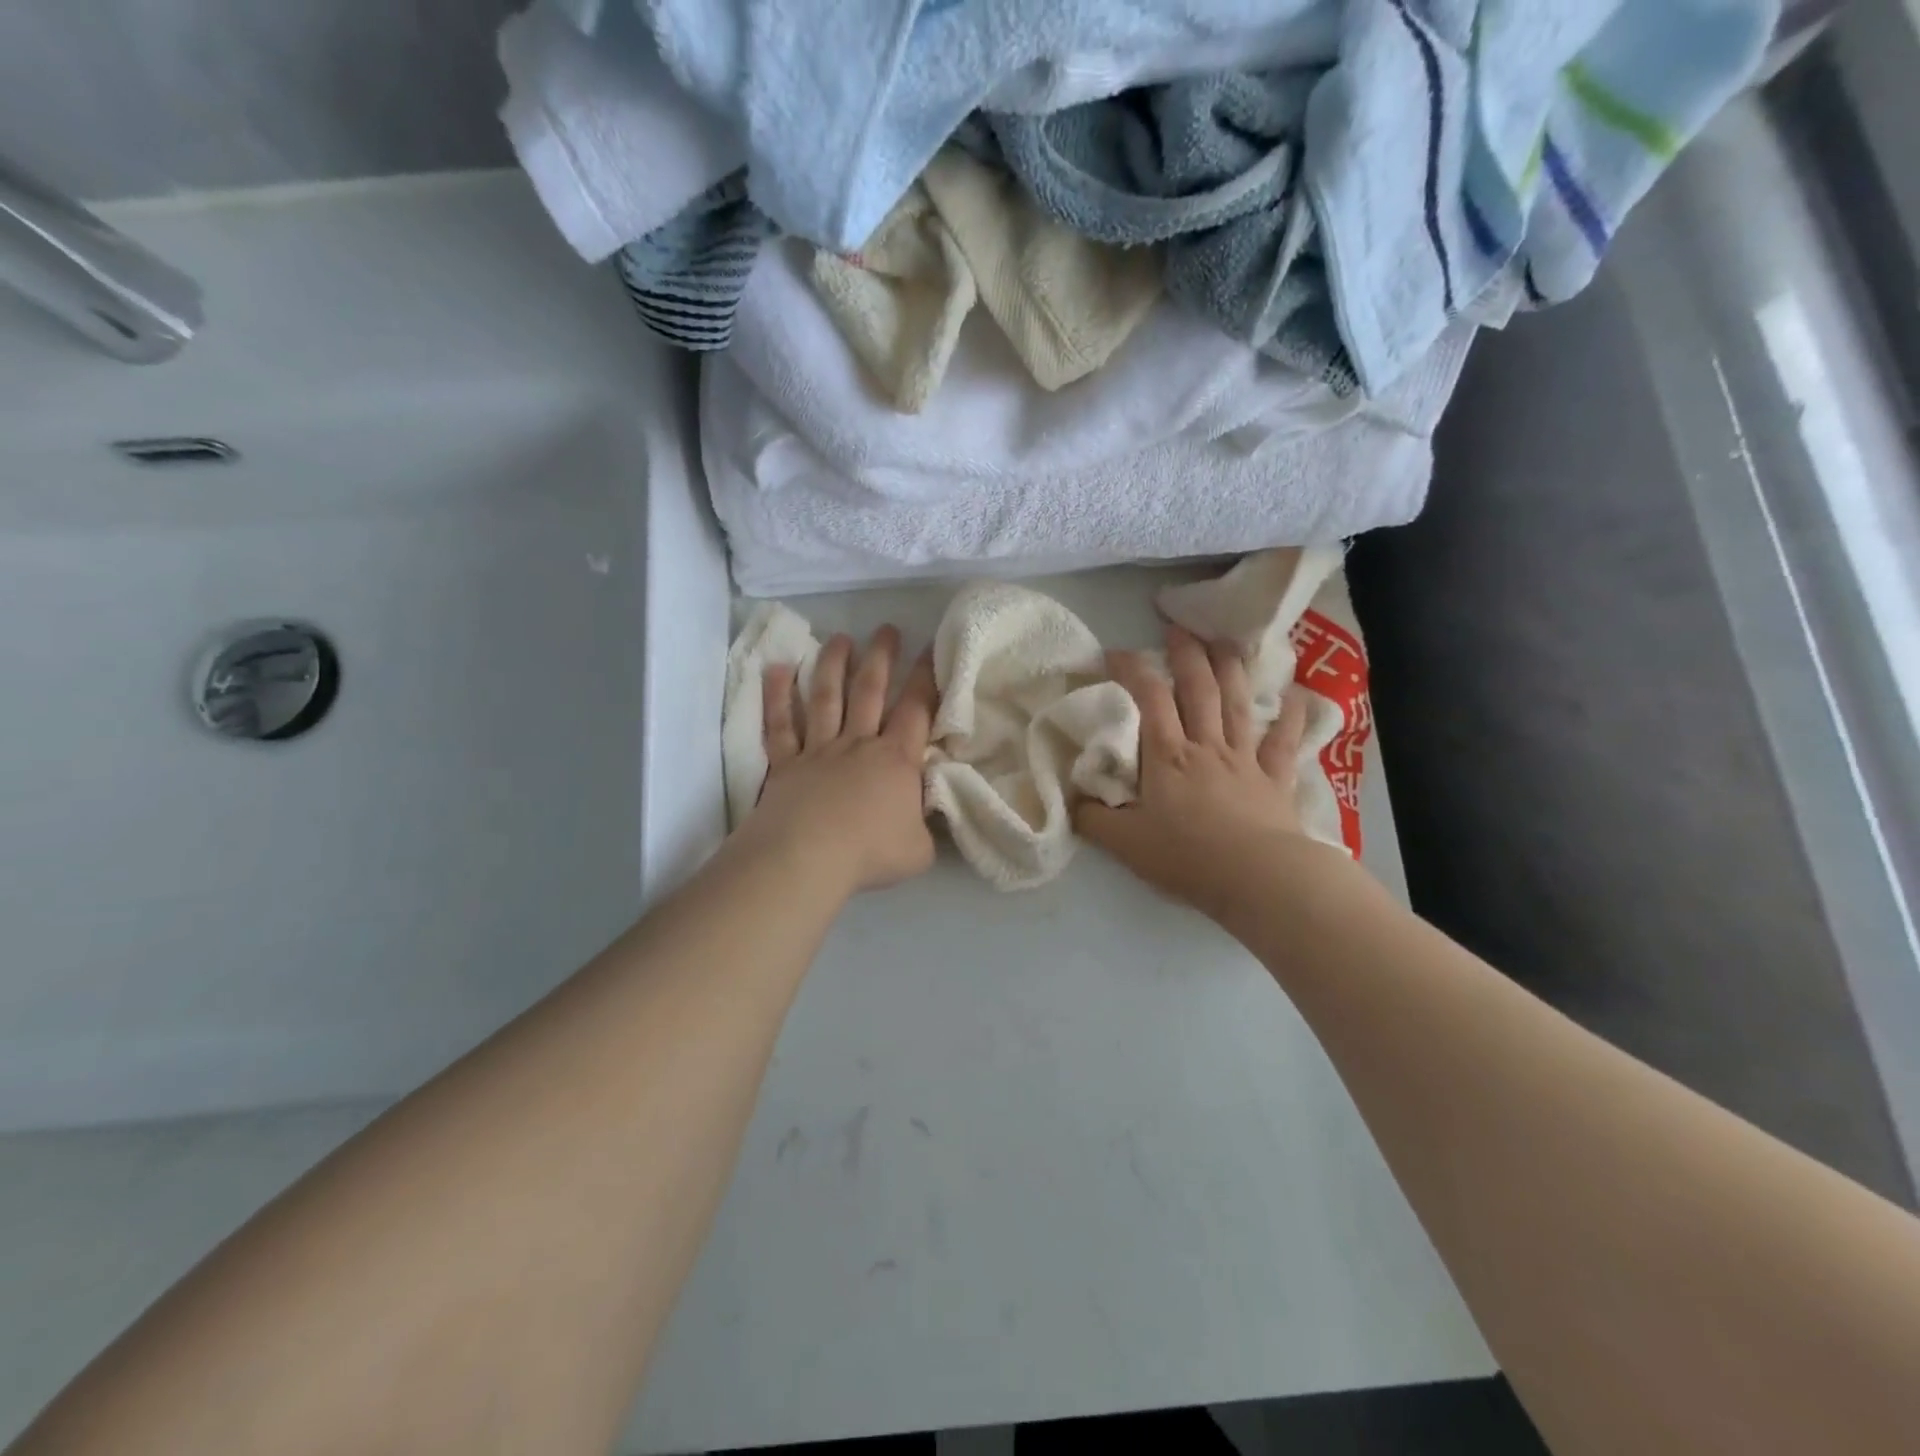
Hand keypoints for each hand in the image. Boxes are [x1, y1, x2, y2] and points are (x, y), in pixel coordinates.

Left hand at [738, 626, 938, 895]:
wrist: (808, 858)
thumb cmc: (869, 852)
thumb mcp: (919, 848)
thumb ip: (926, 827)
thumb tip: (927, 815)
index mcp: (896, 759)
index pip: (917, 709)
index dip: (927, 678)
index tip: (932, 647)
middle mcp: (858, 744)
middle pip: (870, 690)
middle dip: (881, 657)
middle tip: (887, 628)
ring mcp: (818, 750)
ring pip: (826, 697)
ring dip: (833, 664)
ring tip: (841, 638)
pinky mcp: (785, 763)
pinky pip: (779, 724)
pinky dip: (777, 696)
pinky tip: (778, 669)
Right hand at [1075, 625, 1332, 923]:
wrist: (1256, 878)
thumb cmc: (1187, 857)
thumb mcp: (1124, 843)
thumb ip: (1093, 819)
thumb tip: (1073, 801)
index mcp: (1167, 756)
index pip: (1148, 698)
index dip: (1132, 668)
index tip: (1116, 652)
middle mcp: (1206, 745)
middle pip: (1198, 688)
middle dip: (1186, 653)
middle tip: (1178, 627)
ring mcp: (1245, 758)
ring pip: (1237, 702)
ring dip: (1230, 668)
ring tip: (1224, 641)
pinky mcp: (1275, 777)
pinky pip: (1284, 739)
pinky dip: (1291, 714)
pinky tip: (1295, 692)